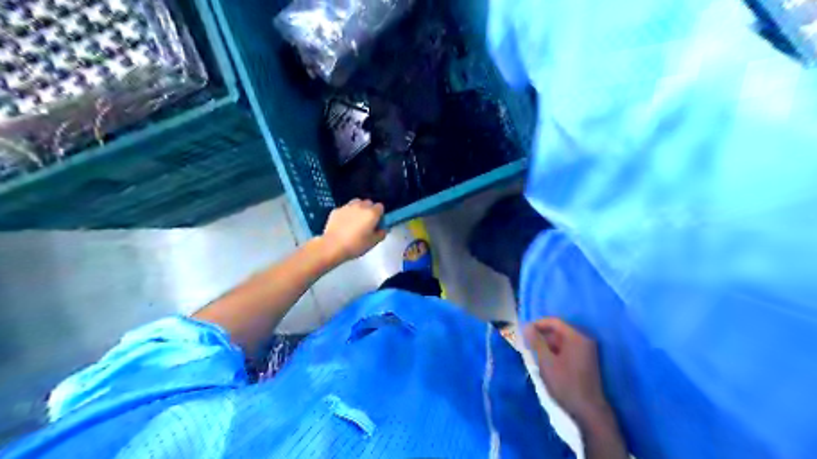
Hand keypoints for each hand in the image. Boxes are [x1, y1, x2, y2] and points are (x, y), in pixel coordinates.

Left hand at [321, 199, 386, 263]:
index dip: (379, 214)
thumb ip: (381, 233)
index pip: (380, 207)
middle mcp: (360, 206)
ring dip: (358, 209)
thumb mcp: (373, 242)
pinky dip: (346, 213)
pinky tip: (343, 224)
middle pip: (368, 202)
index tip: (377, 223)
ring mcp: (347, 207)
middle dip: (369, 210)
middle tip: (366, 222)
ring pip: (356, 203)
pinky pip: (345, 209)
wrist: (332, 246)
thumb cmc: (356, 245)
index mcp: (372, 213)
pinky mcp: (336, 210)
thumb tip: (382, 229)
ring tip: (355, 220)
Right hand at [524, 317, 612, 425]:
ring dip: (548, 344)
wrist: (588, 410)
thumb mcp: (546, 361)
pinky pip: (568, 348)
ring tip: (534, 354)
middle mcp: (584, 340)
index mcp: (576, 337)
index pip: (554, 322)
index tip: (524, 332)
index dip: (537, 324)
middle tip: (527, 344)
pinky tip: (547, 361)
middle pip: (559, 330)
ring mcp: (587, 350)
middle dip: (542, 335)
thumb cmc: (565, 383)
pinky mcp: (587, 360)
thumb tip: (526, 326)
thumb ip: (536, 342)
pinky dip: (556, 351)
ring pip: (563, 340)